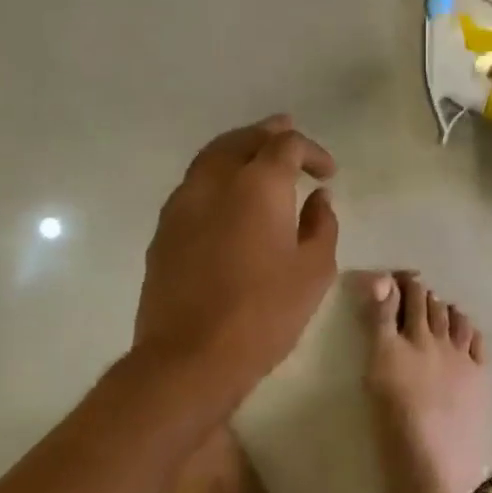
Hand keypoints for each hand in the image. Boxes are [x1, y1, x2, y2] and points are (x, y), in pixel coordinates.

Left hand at [135, 115, 339, 380]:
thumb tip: (318, 199)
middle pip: (241, 139)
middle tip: (288, 136)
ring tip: (258, 160)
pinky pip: (194, 186)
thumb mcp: (314, 270)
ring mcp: (182, 203)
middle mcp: (215, 181)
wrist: (190, 356)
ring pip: (211, 158)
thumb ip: (321, 225)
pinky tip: (228, 200)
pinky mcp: (163, 230)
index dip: (312, 151)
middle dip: (268, 135)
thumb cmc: (265, 313)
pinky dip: (216, 178)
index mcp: (258, 184)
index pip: (286, 144)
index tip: (327, 172)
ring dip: (238, 151)